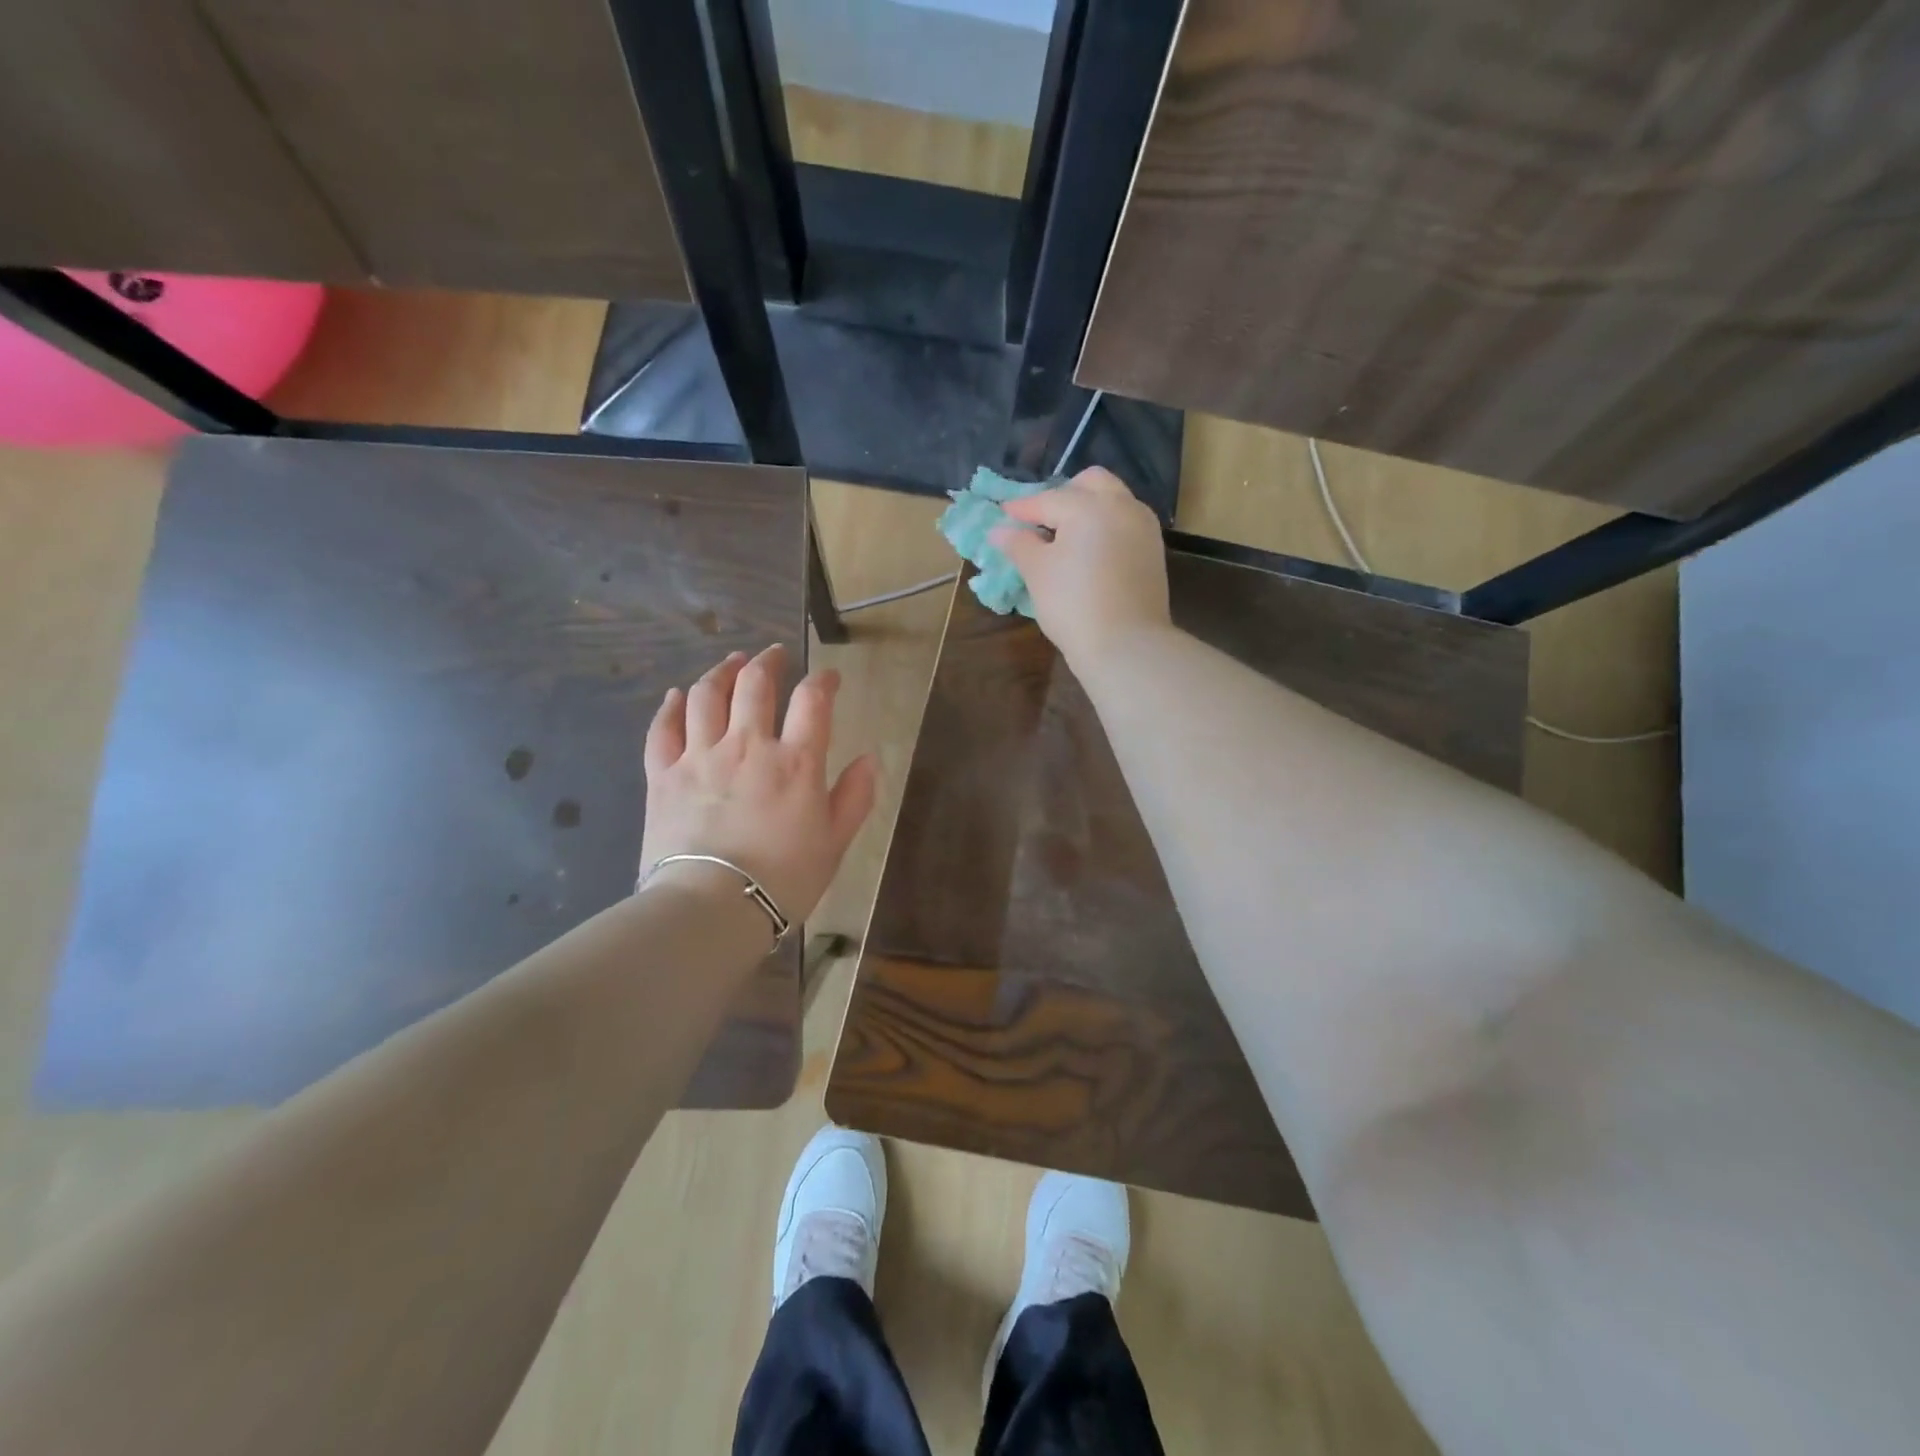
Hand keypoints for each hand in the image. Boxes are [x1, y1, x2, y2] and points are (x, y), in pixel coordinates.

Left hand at [640, 645, 877, 924]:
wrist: (712, 908)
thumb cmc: (783, 880)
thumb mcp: (835, 843)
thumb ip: (854, 797)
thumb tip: (869, 759)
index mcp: (796, 762)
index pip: (813, 700)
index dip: (823, 680)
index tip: (829, 678)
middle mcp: (748, 746)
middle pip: (755, 684)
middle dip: (769, 662)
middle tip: (775, 655)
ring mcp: (700, 756)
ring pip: (708, 695)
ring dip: (722, 672)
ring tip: (732, 663)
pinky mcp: (664, 774)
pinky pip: (663, 728)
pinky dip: (672, 706)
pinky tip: (678, 696)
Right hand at [989, 467, 1171, 667]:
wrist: (1126, 645)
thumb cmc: (1073, 605)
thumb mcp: (1037, 573)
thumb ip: (1018, 544)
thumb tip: (999, 530)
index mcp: (1088, 506)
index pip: (1048, 500)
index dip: (1021, 508)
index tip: (1002, 514)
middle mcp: (1121, 506)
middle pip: (1091, 483)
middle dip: (1063, 494)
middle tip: (1041, 519)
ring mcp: (1143, 528)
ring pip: (1114, 500)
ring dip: (1088, 508)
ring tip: (1065, 535)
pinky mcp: (1154, 552)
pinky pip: (1126, 524)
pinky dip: (1106, 526)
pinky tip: (1089, 550)